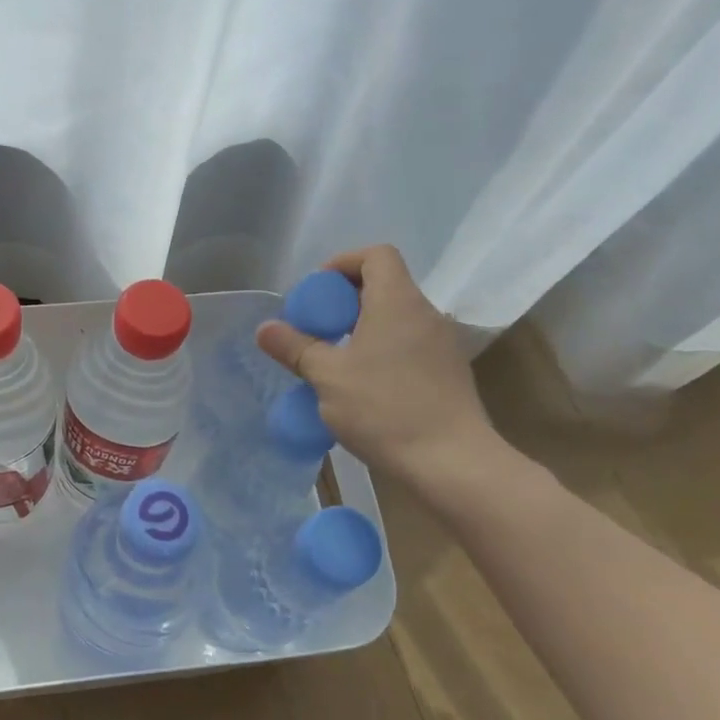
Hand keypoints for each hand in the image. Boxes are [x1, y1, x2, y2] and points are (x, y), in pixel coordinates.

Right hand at [257, 245, 500, 489]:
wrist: (454, 464)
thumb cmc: (385, 409)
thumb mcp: (328, 377)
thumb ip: (295, 347)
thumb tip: (266, 329)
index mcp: (397, 302)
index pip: (376, 255)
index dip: (342, 263)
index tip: (316, 294)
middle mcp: (425, 314)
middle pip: (383, 285)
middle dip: (343, 301)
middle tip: (315, 329)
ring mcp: (441, 345)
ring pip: (395, 319)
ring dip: (361, 329)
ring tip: (332, 360)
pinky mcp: (448, 373)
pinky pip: (407, 345)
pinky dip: (381, 351)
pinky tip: (361, 387)